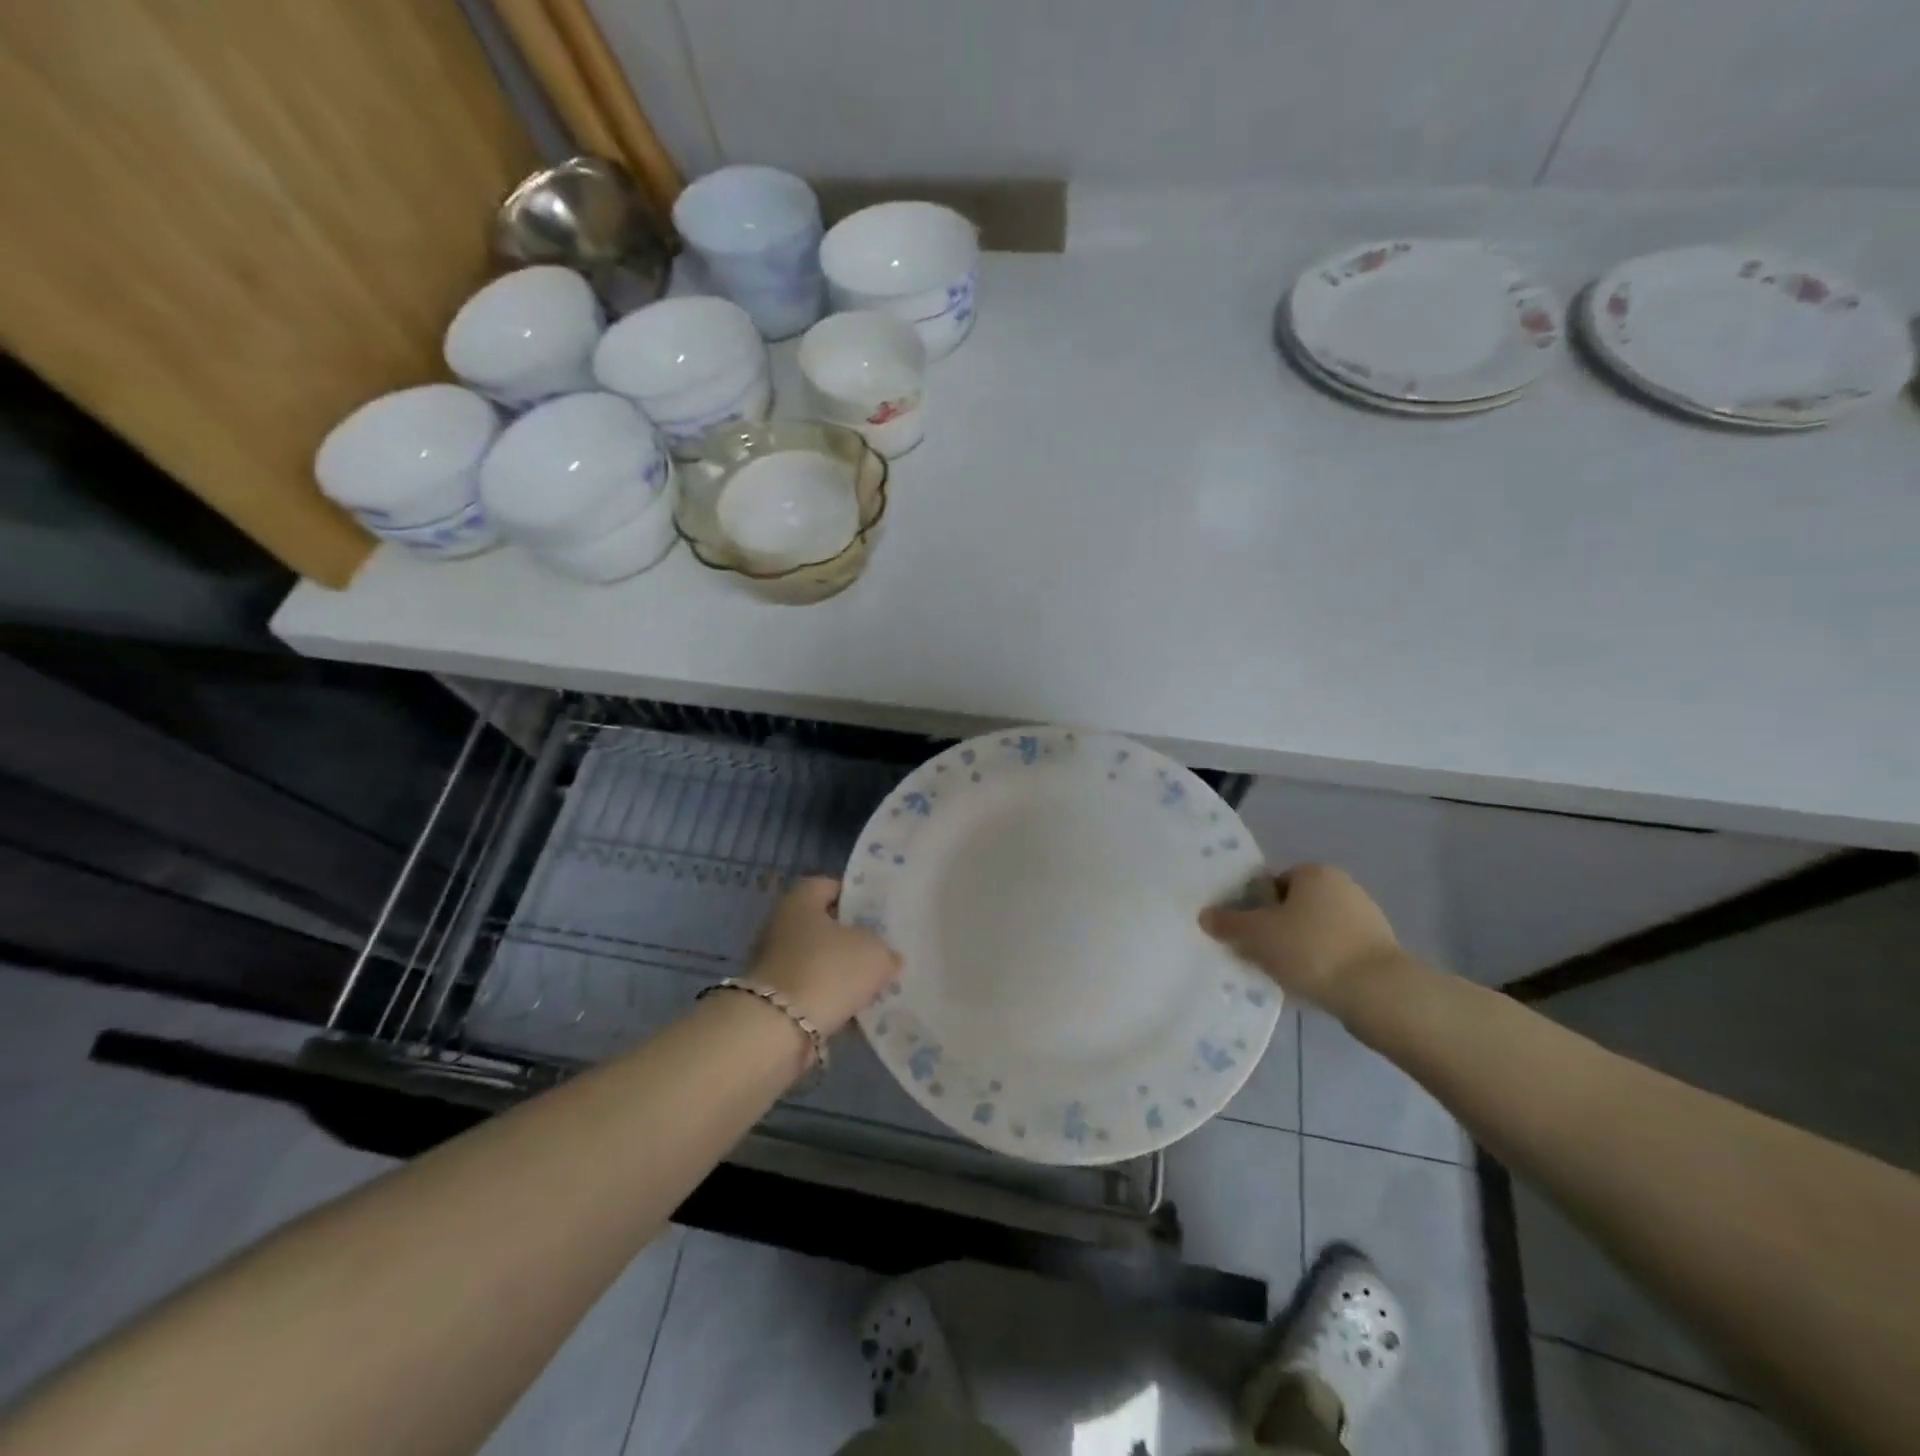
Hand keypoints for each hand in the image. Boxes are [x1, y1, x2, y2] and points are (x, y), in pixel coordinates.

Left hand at [746, 877, 900, 1036]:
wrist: (779, 1029)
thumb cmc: (828, 970)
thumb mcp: (874, 953)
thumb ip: (885, 950)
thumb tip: (887, 957)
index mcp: (800, 900)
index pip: (830, 886)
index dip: (856, 896)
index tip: (879, 912)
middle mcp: (781, 926)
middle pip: (823, 926)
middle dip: (851, 938)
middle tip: (882, 949)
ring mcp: (774, 963)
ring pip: (818, 961)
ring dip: (841, 972)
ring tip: (874, 984)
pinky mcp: (774, 999)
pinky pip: (812, 991)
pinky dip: (830, 998)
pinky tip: (856, 1009)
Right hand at [1201, 863, 1403, 1013]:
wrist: (1378, 993)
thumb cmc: (1311, 949)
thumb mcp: (1257, 935)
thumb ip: (1228, 923)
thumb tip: (1205, 915)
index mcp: (1314, 872)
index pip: (1274, 882)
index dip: (1255, 906)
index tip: (1246, 932)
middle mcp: (1343, 887)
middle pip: (1295, 906)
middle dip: (1276, 929)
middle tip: (1258, 954)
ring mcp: (1366, 919)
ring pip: (1316, 931)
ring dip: (1299, 949)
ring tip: (1283, 976)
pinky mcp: (1379, 951)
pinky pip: (1336, 952)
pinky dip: (1322, 965)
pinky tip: (1311, 986)